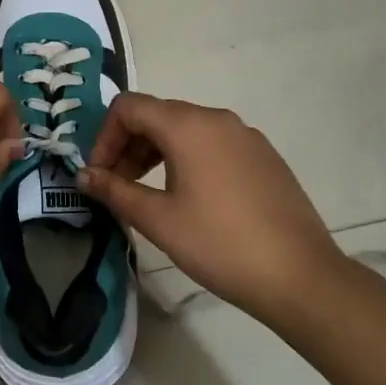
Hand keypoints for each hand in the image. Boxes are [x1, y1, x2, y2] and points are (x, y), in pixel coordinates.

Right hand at [79, 93, 342, 327]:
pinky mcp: (264, 156)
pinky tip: (192, 199)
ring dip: (156, 153)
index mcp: (188, 125)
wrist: (301, 277)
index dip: (104, 136)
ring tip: (149, 195)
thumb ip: (115, 191)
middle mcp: (217, 118)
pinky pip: (213, 143)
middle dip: (128, 145)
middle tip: (118, 187)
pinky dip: (188, 158)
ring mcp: (245, 135)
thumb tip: (84, 175)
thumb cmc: (220, 244)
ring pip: (186, 129)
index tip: (100, 174)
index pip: (129, 107)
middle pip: (157, 114)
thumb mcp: (159, 220)